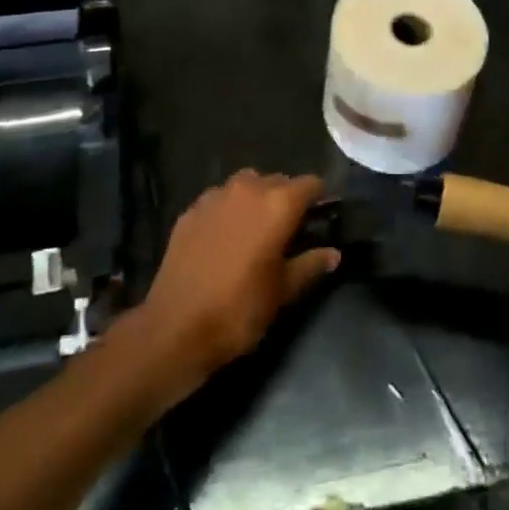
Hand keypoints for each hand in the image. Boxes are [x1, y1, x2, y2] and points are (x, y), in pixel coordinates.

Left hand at [139, 170, 339, 389]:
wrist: (175, 328)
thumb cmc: (239, 310)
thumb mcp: (283, 292)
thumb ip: (310, 265)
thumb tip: (334, 254)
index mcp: (278, 204)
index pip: (310, 184)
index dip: (319, 198)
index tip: (320, 217)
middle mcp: (248, 189)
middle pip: (278, 181)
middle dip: (286, 199)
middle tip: (288, 230)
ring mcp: (215, 196)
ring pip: (246, 184)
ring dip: (256, 199)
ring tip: (255, 230)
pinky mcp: (190, 211)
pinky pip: (218, 200)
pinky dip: (227, 210)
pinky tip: (223, 238)